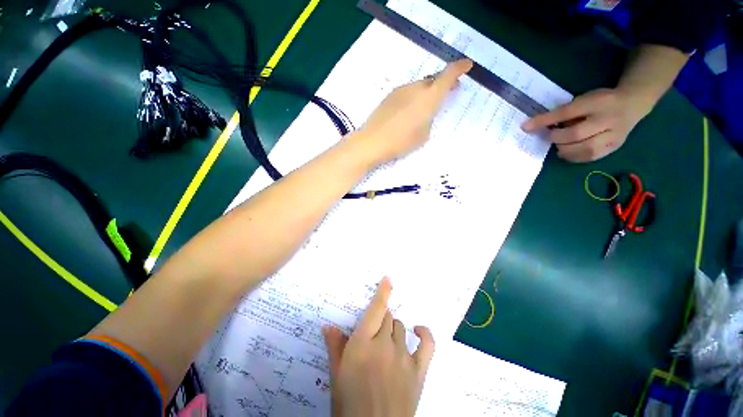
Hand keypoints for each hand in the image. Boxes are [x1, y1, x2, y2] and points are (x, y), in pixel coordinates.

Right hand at [322, 277, 434, 416]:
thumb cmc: (349, 406)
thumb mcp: (337, 376)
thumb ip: (335, 347)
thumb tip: (328, 326)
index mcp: (362, 344)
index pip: (376, 309)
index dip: (383, 292)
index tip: (388, 279)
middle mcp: (384, 344)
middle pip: (387, 317)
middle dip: (381, 318)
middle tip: (375, 330)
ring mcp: (403, 356)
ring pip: (400, 327)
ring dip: (393, 328)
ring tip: (387, 341)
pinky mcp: (418, 370)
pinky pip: (427, 344)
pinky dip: (424, 334)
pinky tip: (419, 331)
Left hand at [357, 59, 472, 164]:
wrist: (373, 141)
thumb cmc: (401, 141)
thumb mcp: (423, 135)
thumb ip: (429, 120)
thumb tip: (425, 113)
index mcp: (429, 97)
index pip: (448, 75)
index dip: (459, 68)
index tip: (467, 65)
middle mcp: (416, 88)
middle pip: (433, 80)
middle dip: (443, 84)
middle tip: (448, 92)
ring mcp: (401, 90)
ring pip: (419, 86)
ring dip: (426, 92)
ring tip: (425, 107)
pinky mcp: (389, 96)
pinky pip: (407, 93)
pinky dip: (413, 97)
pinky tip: (408, 112)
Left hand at [521, 88, 648, 162]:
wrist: (633, 104)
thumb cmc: (600, 101)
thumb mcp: (584, 98)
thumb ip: (566, 112)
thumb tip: (539, 126)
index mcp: (598, 102)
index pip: (567, 112)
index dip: (545, 121)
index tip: (526, 127)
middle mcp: (609, 119)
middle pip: (576, 134)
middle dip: (556, 138)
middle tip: (548, 136)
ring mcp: (614, 135)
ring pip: (584, 149)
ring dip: (564, 150)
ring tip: (559, 145)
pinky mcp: (614, 147)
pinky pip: (590, 157)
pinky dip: (573, 157)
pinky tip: (567, 152)